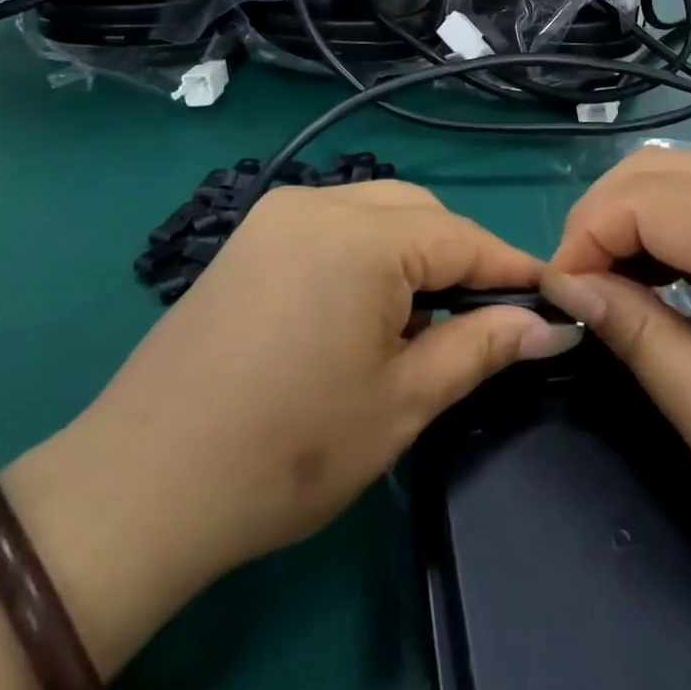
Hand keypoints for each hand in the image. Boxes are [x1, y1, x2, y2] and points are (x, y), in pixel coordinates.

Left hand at [32, 180, 574, 628]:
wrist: (141, 486)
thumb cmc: (288, 450)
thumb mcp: (403, 402)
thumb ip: (481, 347)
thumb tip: (548, 325)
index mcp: (364, 237)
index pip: (464, 239)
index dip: (511, 270)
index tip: (549, 299)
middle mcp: (321, 203)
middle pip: (421, 214)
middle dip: (461, 258)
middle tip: (482, 319)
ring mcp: (278, 214)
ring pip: (377, 210)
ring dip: (415, 251)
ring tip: (424, 317)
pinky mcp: (251, 236)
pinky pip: (334, 222)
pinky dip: (369, 251)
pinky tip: (365, 305)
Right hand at [540, 149, 690, 559]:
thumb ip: (638, 338)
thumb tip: (569, 288)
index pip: (640, 200)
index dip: (584, 239)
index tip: (562, 299)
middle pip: (652, 168)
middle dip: (599, 218)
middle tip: (581, 288)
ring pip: (676, 172)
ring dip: (628, 215)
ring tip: (612, 283)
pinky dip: (663, 222)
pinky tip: (658, 275)